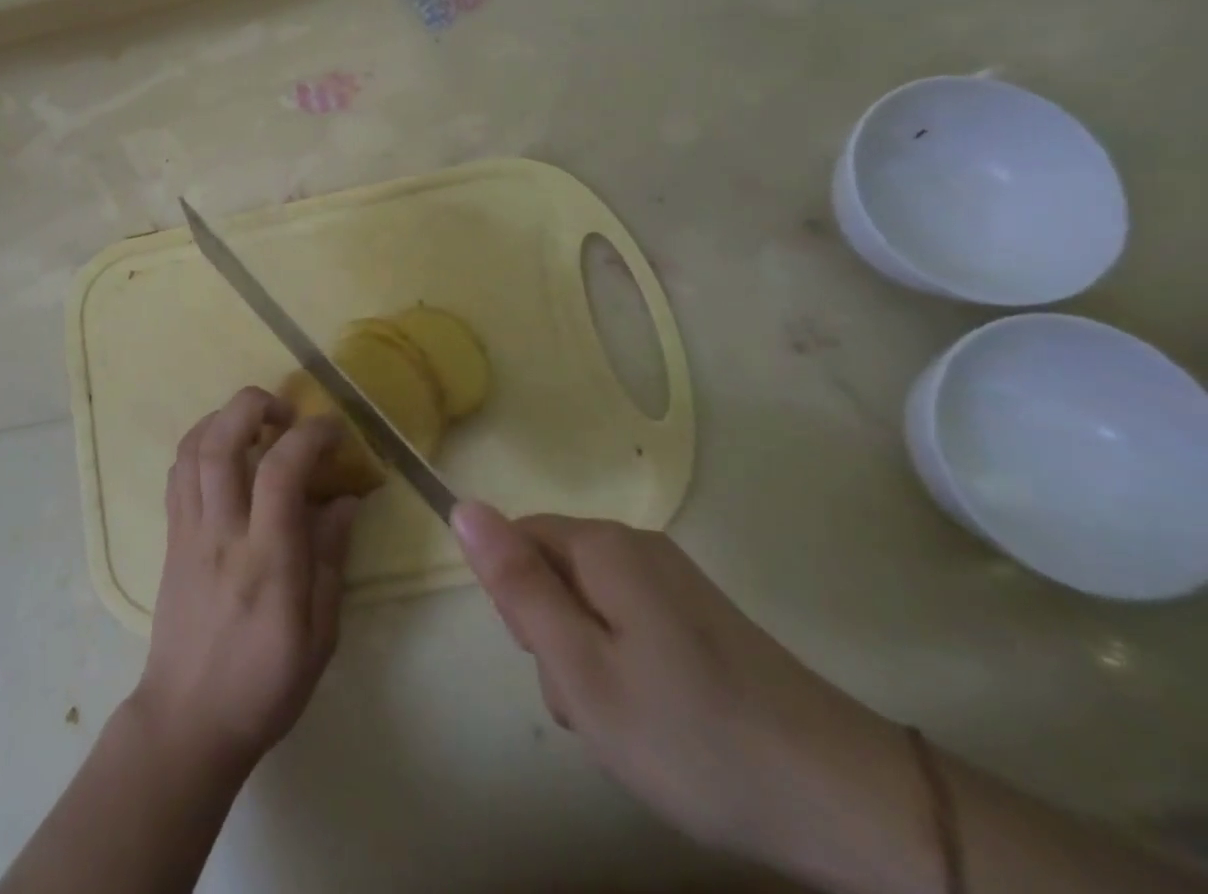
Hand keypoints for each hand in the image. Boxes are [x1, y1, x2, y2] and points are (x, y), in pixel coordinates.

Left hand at [130, 388, 360, 781]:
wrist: (187, 721)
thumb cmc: (264, 686)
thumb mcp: (320, 636)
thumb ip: (331, 559)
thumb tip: (345, 499)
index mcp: (266, 561)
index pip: (281, 471)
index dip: (310, 436)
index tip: (334, 430)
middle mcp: (221, 533)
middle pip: (221, 441)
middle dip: (253, 405)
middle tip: (286, 412)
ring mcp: (188, 530)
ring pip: (192, 448)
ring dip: (224, 417)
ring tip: (256, 424)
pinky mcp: (170, 536)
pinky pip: (178, 472)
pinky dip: (201, 444)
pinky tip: (225, 453)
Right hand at [452, 503, 919, 886]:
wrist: (844, 801)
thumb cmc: (690, 735)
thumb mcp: (581, 669)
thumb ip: (517, 585)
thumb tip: (462, 505)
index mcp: (603, 546)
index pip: (517, 539)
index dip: (518, 601)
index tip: (551, 659)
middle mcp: (636, 545)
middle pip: (553, 569)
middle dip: (553, 634)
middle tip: (593, 701)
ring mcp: (673, 579)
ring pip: (589, 602)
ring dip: (588, 657)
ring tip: (628, 722)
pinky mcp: (699, 615)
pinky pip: (628, 620)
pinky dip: (625, 665)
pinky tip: (658, 719)